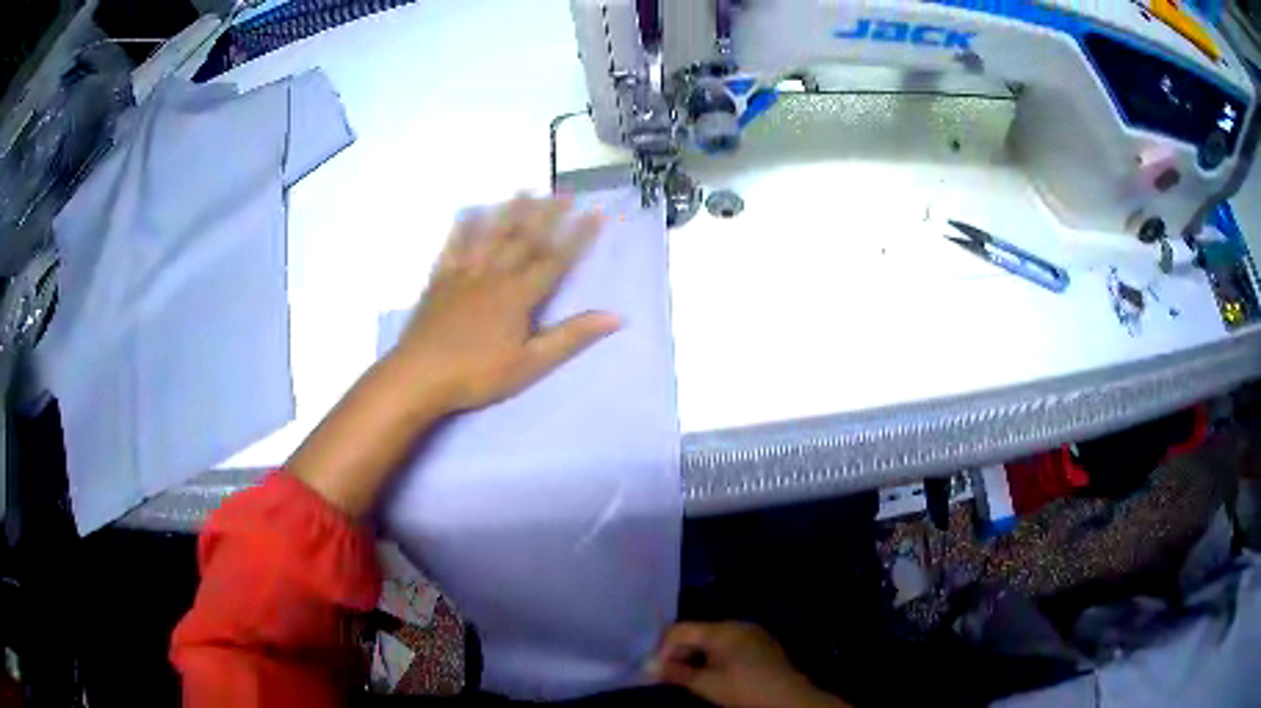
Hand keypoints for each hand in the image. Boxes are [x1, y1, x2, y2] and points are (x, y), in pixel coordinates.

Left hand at [395, 195, 620, 413]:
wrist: (419, 376)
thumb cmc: (478, 374)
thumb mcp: (530, 364)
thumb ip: (570, 337)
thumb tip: (615, 316)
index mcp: (518, 295)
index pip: (555, 259)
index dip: (578, 236)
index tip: (595, 213)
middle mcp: (494, 275)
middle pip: (524, 238)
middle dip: (547, 214)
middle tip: (564, 192)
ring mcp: (464, 274)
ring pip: (491, 235)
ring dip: (509, 211)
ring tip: (524, 190)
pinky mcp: (439, 280)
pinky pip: (454, 246)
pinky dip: (463, 228)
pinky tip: (469, 213)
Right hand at [654, 623, 847, 707]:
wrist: (788, 697)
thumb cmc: (744, 690)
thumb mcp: (706, 685)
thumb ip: (676, 673)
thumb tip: (647, 665)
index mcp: (722, 630)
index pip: (680, 630)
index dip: (664, 649)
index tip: (660, 672)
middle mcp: (736, 624)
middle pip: (697, 632)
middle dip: (681, 653)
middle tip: (673, 677)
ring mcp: (752, 632)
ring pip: (713, 639)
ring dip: (698, 656)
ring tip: (694, 678)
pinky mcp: (762, 643)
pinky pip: (730, 643)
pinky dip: (716, 656)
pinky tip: (717, 674)